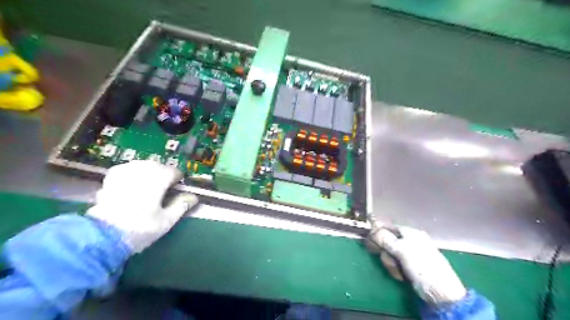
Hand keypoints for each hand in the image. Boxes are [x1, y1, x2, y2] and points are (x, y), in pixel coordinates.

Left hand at [87, 161, 197, 253]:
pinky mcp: (110, 181)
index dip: (178, 178)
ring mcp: (124, 176)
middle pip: (157, 165)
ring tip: (152, 181)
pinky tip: (133, 179)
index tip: (179, 186)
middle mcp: (141, 174)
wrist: (102, 238)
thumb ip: (181, 205)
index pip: (172, 171)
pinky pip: (124, 168)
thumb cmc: (140, 229)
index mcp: (157, 182)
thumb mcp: (166, 220)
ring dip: (149, 170)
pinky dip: (132, 171)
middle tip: (167, 185)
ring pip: (141, 164)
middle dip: (164, 172)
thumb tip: (194, 197)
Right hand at [365, 224, 466, 305]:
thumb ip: (385, 239)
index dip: (378, 231)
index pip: (389, 226)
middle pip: (387, 240)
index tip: (369, 240)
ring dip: (389, 262)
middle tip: (387, 258)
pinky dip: (394, 269)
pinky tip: (400, 275)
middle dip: (385, 250)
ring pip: (389, 253)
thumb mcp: (402, 250)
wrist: (441, 293)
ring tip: (397, 271)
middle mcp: (409, 240)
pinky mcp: (408, 266)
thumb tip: (371, 230)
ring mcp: (409, 254)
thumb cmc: (422, 267)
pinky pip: (394, 263)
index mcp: (410, 232)